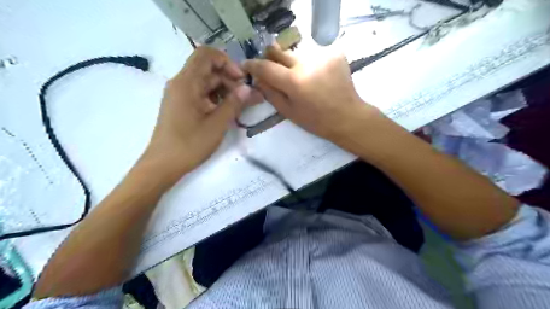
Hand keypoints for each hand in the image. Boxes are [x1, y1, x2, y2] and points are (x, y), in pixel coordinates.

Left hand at [139, 47, 261, 183]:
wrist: (163, 165)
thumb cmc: (190, 144)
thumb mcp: (217, 124)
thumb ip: (234, 103)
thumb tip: (248, 88)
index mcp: (187, 83)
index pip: (207, 55)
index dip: (227, 62)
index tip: (241, 80)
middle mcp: (181, 83)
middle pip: (209, 70)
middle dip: (230, 80)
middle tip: (247, 97)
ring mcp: (180, 95)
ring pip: (206, 83)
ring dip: (225, 91)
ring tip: (240, 106)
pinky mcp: (182, 106)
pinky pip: (201, 94)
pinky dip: (216, 99)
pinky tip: (227, 112)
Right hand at [243, 46, 380, 140]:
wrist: (347, 116)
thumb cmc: (316, 121)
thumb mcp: (289, 112)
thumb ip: (270, 93)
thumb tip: (257, 78)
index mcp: (294, 81)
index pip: (266, 66)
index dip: (252, 65)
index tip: (246, 65)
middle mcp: (307, 63)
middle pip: (280, 51)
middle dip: (271, 59)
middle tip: (274, 71)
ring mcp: (322, 55)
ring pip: (296, 53)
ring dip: (292, 63)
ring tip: (300, 79)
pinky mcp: (334, 53)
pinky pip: (313, 54)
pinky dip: (309, 64)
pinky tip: (316, 76)